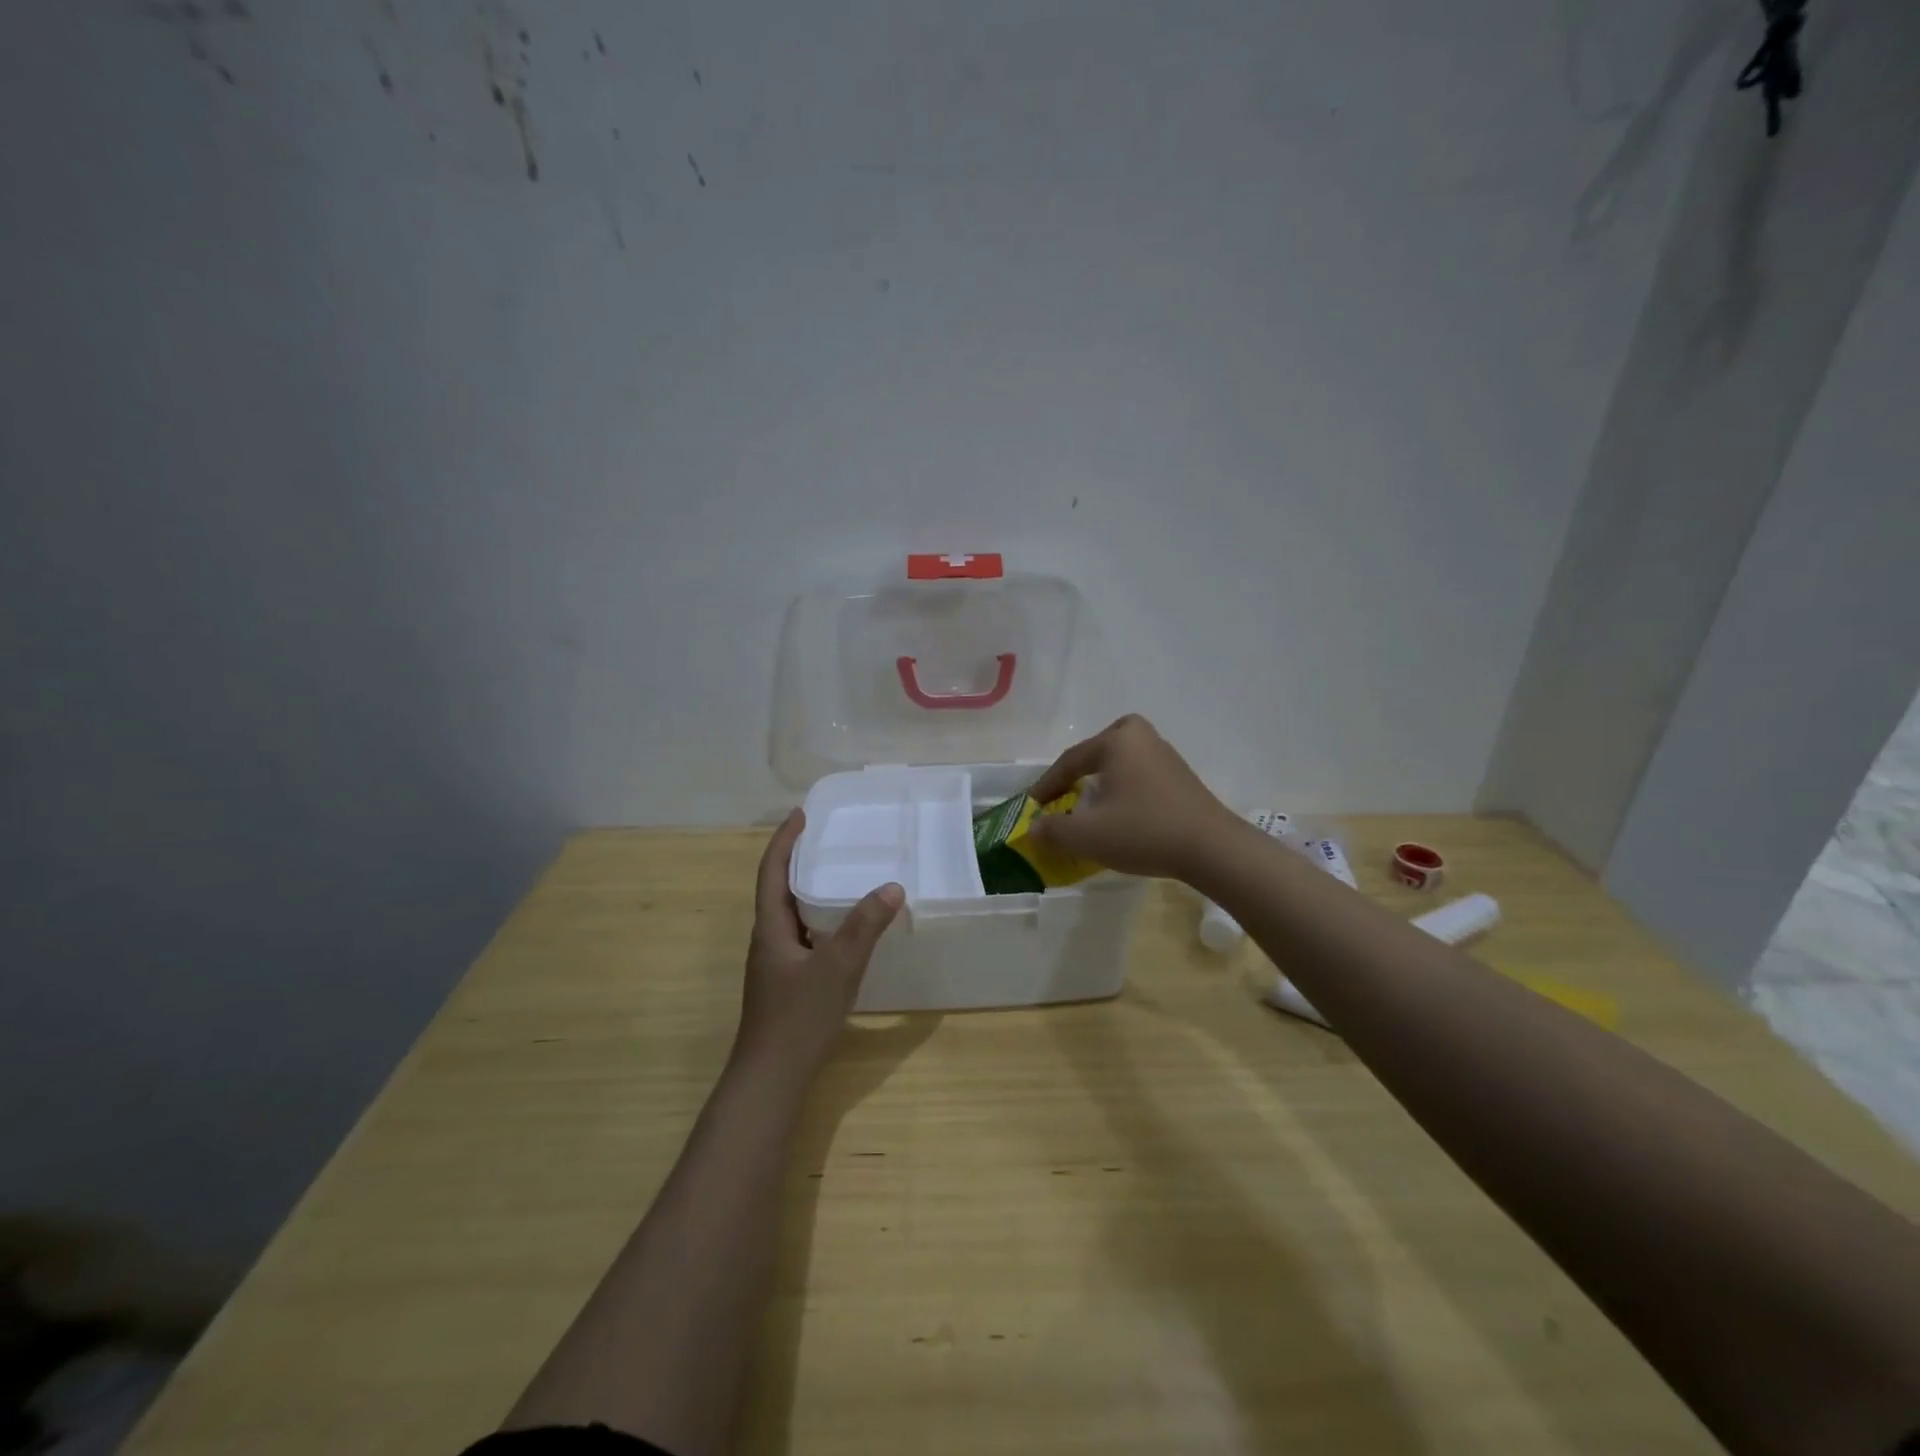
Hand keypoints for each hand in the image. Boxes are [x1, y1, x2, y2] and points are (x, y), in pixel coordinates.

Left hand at [735, 809, 903, 1081]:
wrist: (771, 1080)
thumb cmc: (797, 1019)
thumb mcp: (837, 968)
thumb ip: (865, 927)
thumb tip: (892, 886)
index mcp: (770, 928)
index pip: (771, 871)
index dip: (785, 840)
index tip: (802, 814)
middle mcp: (768, 940)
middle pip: (779, 889)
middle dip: (800, 860)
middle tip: (830, 839)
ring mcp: (777, 964)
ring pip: (792, 915)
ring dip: (810, 890)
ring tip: (842, 875)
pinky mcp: (788, 983)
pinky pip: (805, 937)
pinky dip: (822, 921)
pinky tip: (846, 930)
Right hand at [1026, 714, 1237, 881]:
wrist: (1212, 849)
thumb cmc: (1143, 831)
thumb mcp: (1087, 836)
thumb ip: (1052, 830)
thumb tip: (1034, 828)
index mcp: (1117, 741)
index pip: (1070, 761)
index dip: (1047, 785)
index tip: (1032, 806)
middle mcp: (1142, 738)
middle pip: (1099, 749)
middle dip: (1079, 770)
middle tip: (1065, 792)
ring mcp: (1166, 756)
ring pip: (1122, 761)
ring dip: (1104, 780)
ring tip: (1091, 805)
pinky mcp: (1182, 777)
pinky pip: (1141, 774)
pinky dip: (1125, 788)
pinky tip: (1123, 813)